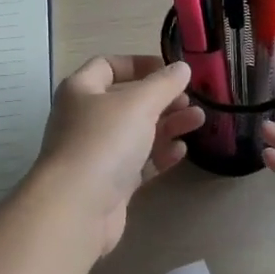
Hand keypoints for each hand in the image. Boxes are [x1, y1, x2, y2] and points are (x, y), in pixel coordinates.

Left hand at [31, 56, 204, 256]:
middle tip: (190, 101)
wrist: (76, 209)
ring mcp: (95, 153)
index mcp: (81, 90)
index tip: (170, 71)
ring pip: (135, 132)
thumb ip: (164, 84)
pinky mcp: (108, 184)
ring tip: (198, 122)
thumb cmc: (104, 142)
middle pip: (127, 101)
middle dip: (161, 99)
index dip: (140, 64)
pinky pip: (137, 163)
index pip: (108, 65)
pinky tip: (180, 152)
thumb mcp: (139, 104)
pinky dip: (158, 155)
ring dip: (166, 125)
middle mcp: (84, 118)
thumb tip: (182, 67)